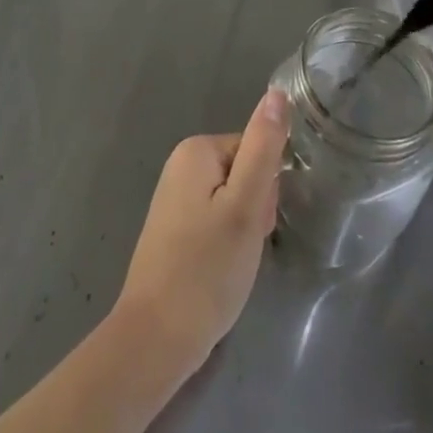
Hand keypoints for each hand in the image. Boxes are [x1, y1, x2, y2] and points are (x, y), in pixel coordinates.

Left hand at [111, 89, 289, 378]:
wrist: (155, 340)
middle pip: (244, 174)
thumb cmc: (206, 269)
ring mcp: (175, 198)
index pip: (256, 151)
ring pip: (233, 202)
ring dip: (243, 231)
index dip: (266, 190)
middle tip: (244, 247)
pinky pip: (216, 222)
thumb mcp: (245, 205)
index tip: (258, 224)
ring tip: (233, 265)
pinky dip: (226, 246)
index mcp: (197, 150)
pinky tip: (220, 273)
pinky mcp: (174, 230)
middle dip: (254, 210)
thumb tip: (277, 93)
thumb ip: (263, 147)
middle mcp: (181, 165)